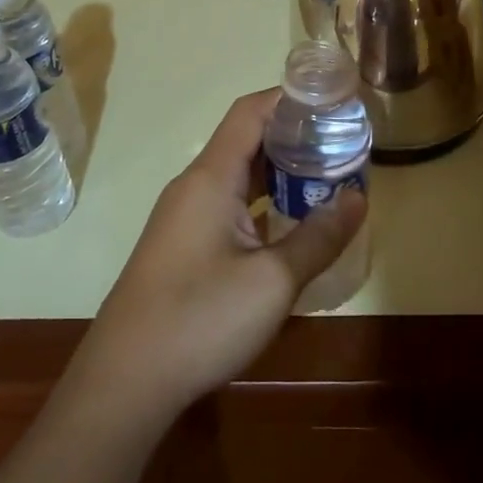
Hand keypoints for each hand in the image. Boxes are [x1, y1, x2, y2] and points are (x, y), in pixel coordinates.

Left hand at [71, 91, 366, 424]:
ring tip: (326, 178)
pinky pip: (227, 205)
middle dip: (294, 137)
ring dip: (279, 172)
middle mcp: (193, 186)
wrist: (125, 383)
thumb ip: (318, 236)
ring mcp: (184, 217)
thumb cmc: (200, 319)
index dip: (290, 99)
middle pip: (246, 140)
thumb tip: (357, 197)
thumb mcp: (272, 280)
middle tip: (342, 145)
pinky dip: (261, 201)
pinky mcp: (182, 246)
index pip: (251, 112)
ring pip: (237, 176)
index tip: (333, 102)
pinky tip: (289, 222)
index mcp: (210, 178)